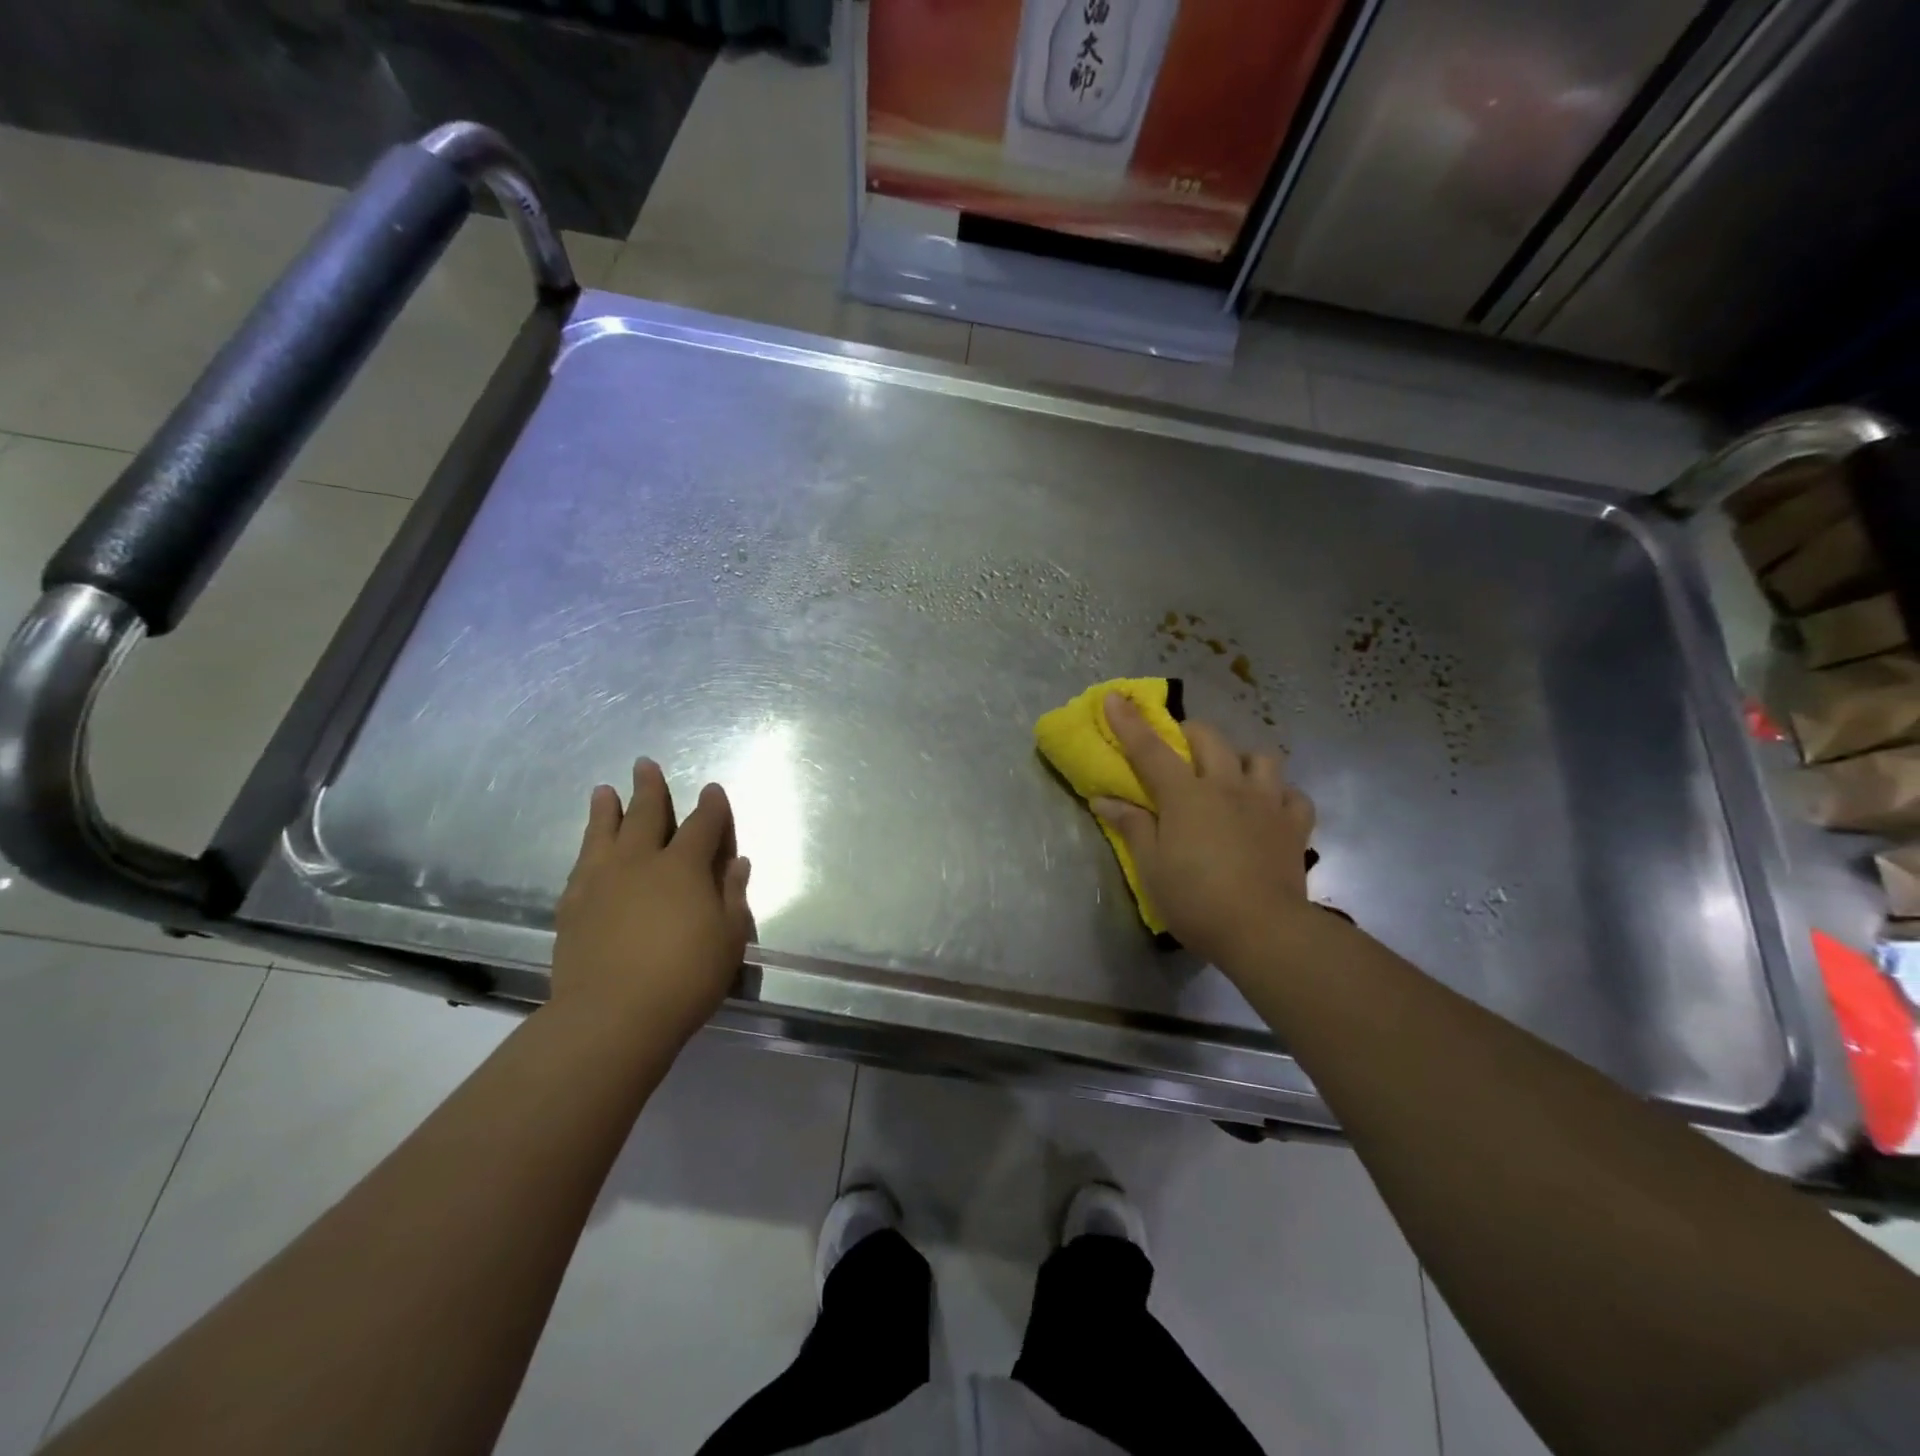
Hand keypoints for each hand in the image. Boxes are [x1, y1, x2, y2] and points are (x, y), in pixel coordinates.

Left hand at [551, 758, 752, 1042]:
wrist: (611, 1016)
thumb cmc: (685, 977)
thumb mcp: (728, 938)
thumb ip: (732, 895)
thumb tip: (736, 862)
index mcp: (684, 867)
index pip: (702, 825)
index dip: (712, 806)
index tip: (713, 790)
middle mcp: (641, 862)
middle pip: (646, 814)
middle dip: (650, 788)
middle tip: (644, 764)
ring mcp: (601, 881)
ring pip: (604, 832)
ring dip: (607, 808)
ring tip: (604, 790)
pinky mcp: (572, 906)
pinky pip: (581, 865)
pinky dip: (587, 848)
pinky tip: (589, 848)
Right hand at [1094, 693, 1315, 969]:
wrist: (1264, 930)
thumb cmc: (1196, 900)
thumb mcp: (1151, 867)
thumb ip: (1132, 826)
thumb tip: (1105, 799)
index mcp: (1186, 796)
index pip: (1150, 750)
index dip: (1129, 722)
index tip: (1114, 697)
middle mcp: (1227, 787)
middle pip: (1210, 739)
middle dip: (1190, 733)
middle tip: (1179, 749)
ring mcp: (1266, 803)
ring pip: (1261, 757)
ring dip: (1242, 758)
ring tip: (1232, 775)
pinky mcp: (1294, 825)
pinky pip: (1294, 794)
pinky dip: (1281, 794)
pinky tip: (1270, 807)